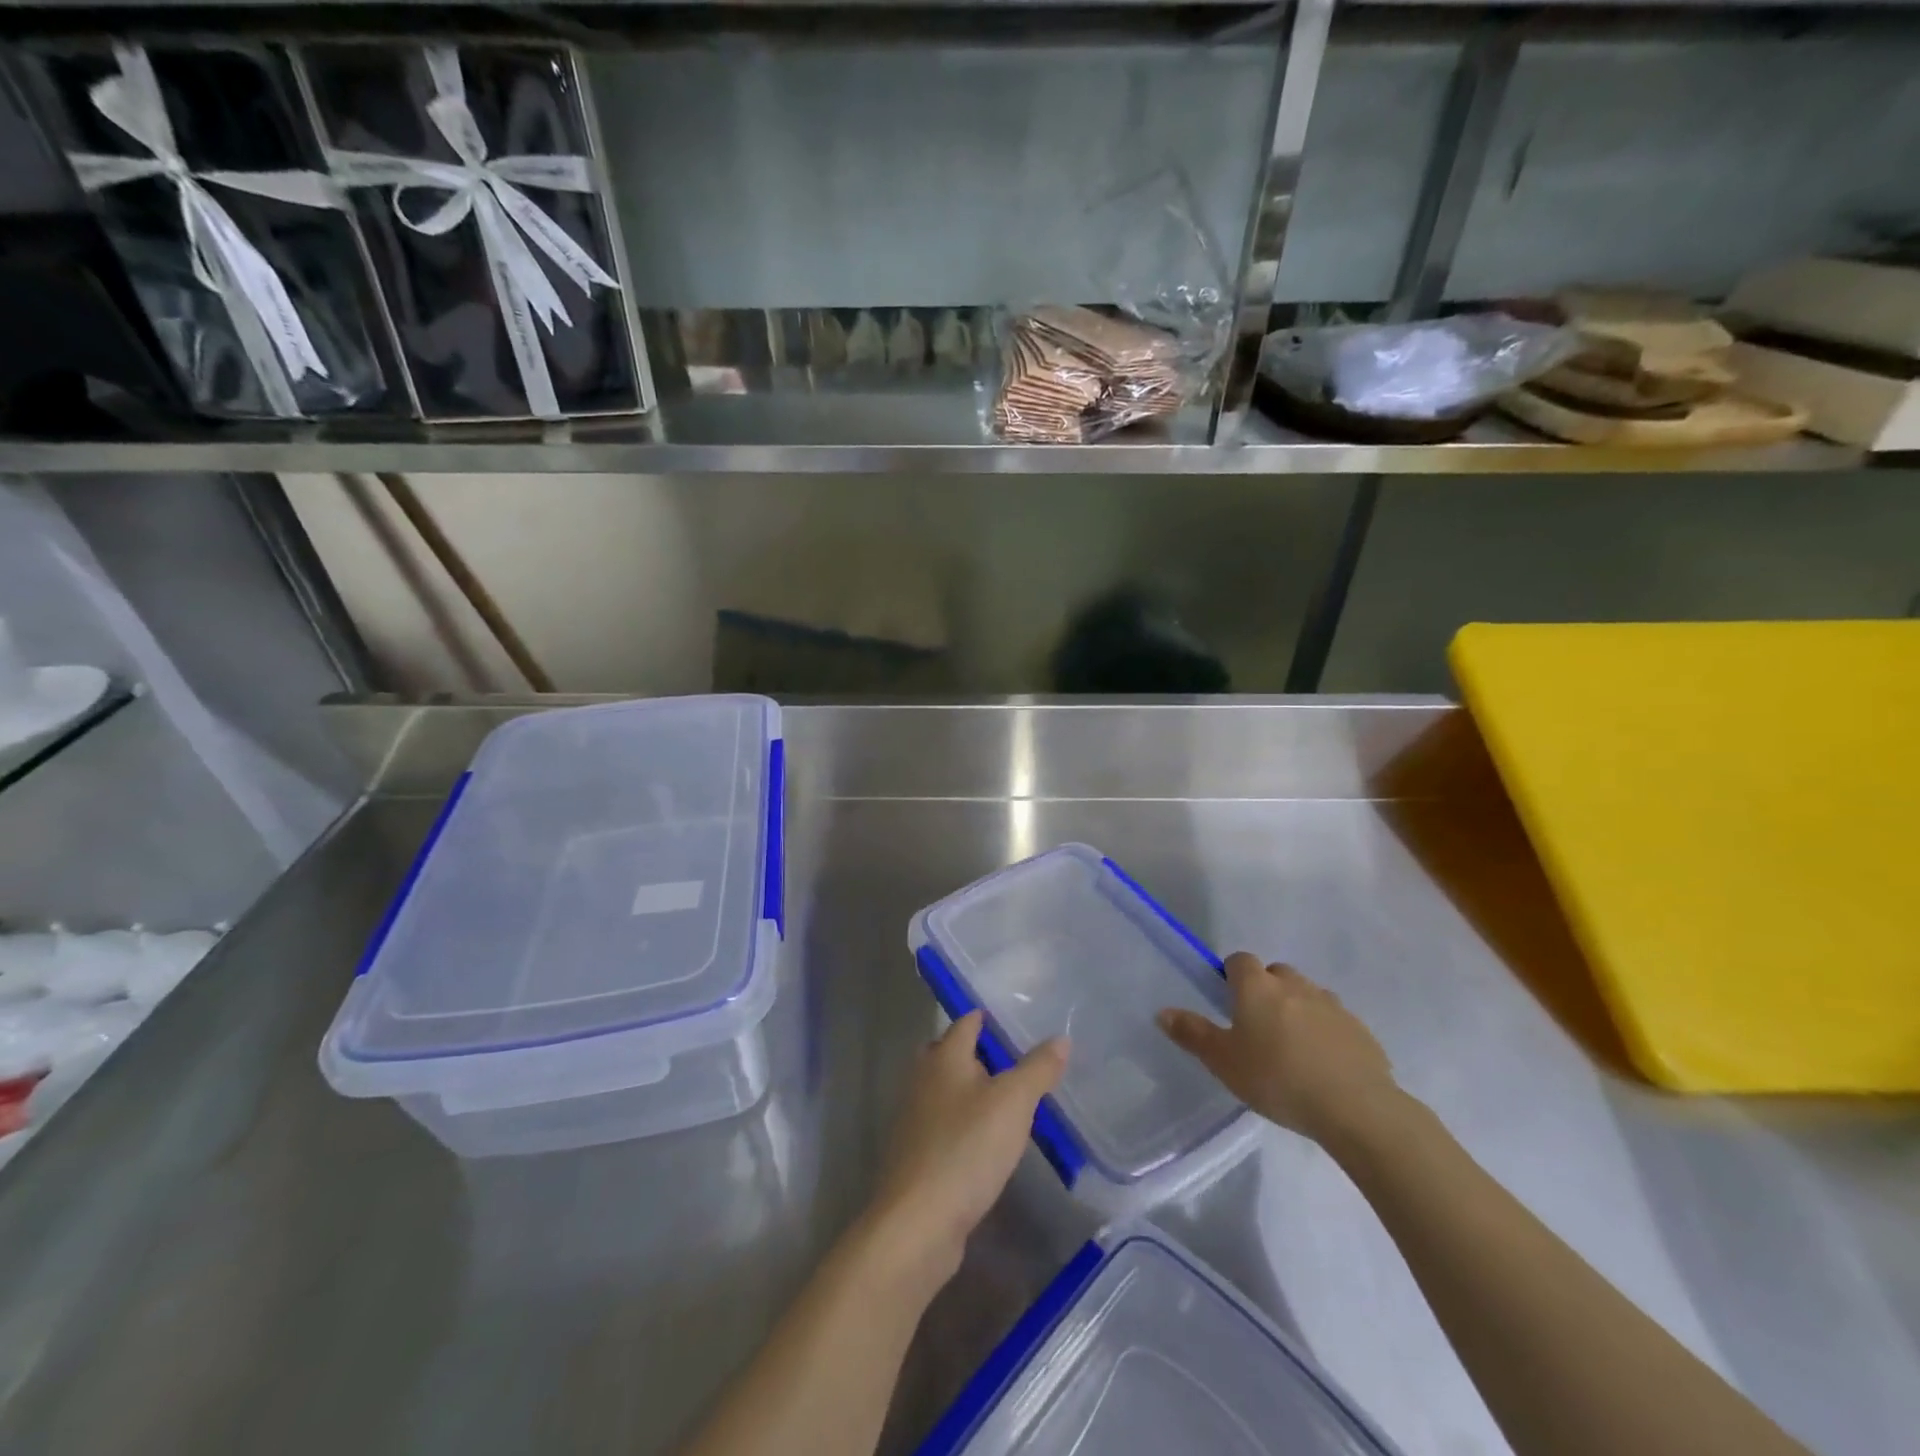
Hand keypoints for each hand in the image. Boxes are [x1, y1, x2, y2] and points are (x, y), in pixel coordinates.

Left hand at [867, 1012, 1067, 1283]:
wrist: (919, 1222)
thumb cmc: (967, 1148)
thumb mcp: (1013, 1103)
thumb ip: (1037, 1069)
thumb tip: (1060, 1039)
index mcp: (944, 1057)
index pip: (966, 1023)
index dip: (989, 1019)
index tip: (1016, 1021)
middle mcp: (923, 1079)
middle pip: (950, 1054)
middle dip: (978, 1054)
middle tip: (1016, 1061)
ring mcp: (916, 1119)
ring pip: (946, 1091)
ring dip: (972, 1091)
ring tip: (1010, 1101)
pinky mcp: (917, 1154)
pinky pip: (945, 1125)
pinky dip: (965, 1124)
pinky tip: (987, 1142)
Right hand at [1158, 953, 1398, 1145]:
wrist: (1355, 1107)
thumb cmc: (1277, 1078)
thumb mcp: (1224, 1062)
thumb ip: (1193, 1034)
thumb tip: (1162, 1012)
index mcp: (1257, 986)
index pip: (1239, 961)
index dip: (1231, 976)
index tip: (1228, 1003)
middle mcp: (1295, 984)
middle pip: (1276, 974)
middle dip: (1266, 990)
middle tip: (1258, 1027)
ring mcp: (1332, 1004)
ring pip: (1307, 995)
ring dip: (1297, 1009)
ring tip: (1291, 1047)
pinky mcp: (1360, 1029)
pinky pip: (1334, 1021)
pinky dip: (1325, 1032)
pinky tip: (1322, 1065)